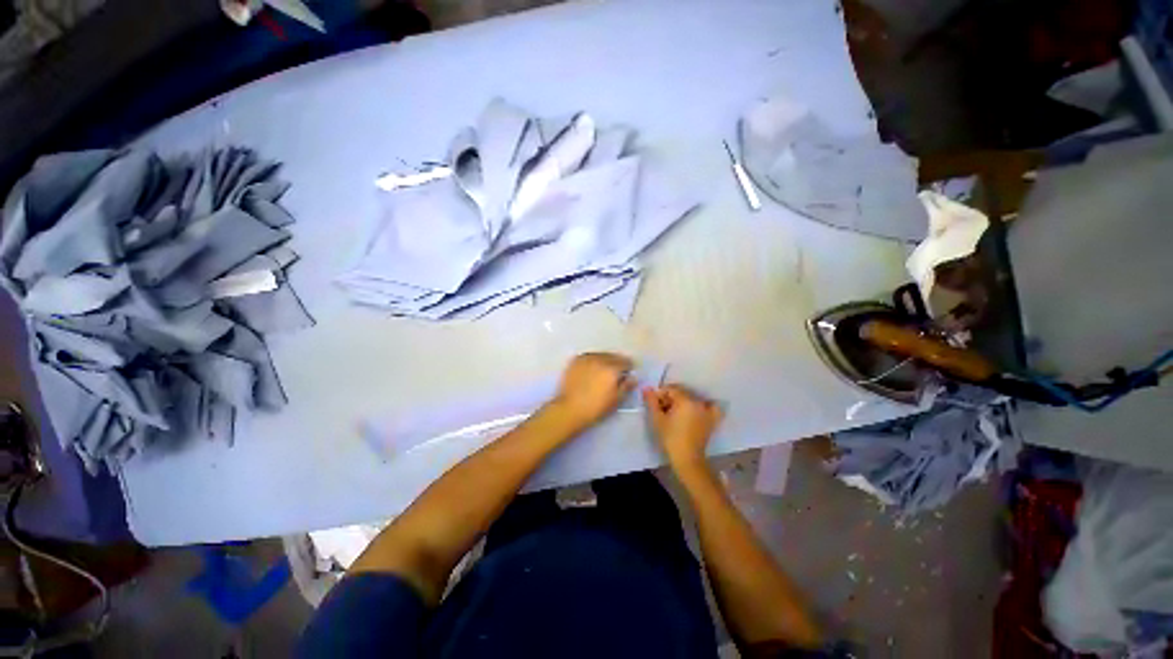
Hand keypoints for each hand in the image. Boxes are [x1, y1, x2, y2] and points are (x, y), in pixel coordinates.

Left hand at [553, 353, 633, 428]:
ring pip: (601, 354)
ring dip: (605, 360)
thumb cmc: (595, 408)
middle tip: (615, 373)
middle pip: (614, 356)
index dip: (628, 368)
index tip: (627, 374)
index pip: (626, 361)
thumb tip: (632, 377)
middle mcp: (600, 359)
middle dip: (617, 363)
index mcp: (612, 369)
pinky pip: (589, 356)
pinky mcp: (576, 360)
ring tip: (602, 371)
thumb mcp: (616, 400)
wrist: (569, 409)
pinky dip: (593, 360)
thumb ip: (626, 386)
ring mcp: (586, 358)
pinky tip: (591, 369)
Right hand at [643, 384, 722, 471]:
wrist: (687, 458)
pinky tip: (697, 410)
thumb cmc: (670, 438)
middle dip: (670, 398)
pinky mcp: (712, 419)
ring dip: (683, 402)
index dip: (660, 395)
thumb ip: (651, 401)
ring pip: (692, 399)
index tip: (654, 404)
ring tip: (675, 413)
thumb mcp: (657, 419)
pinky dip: (706, 405)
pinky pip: (712, 407)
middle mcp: (698, 402)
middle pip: (681, 393)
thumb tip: (646, 388)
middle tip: (662, 409)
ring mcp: (707, 410)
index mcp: (685, 401)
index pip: (671, 390)